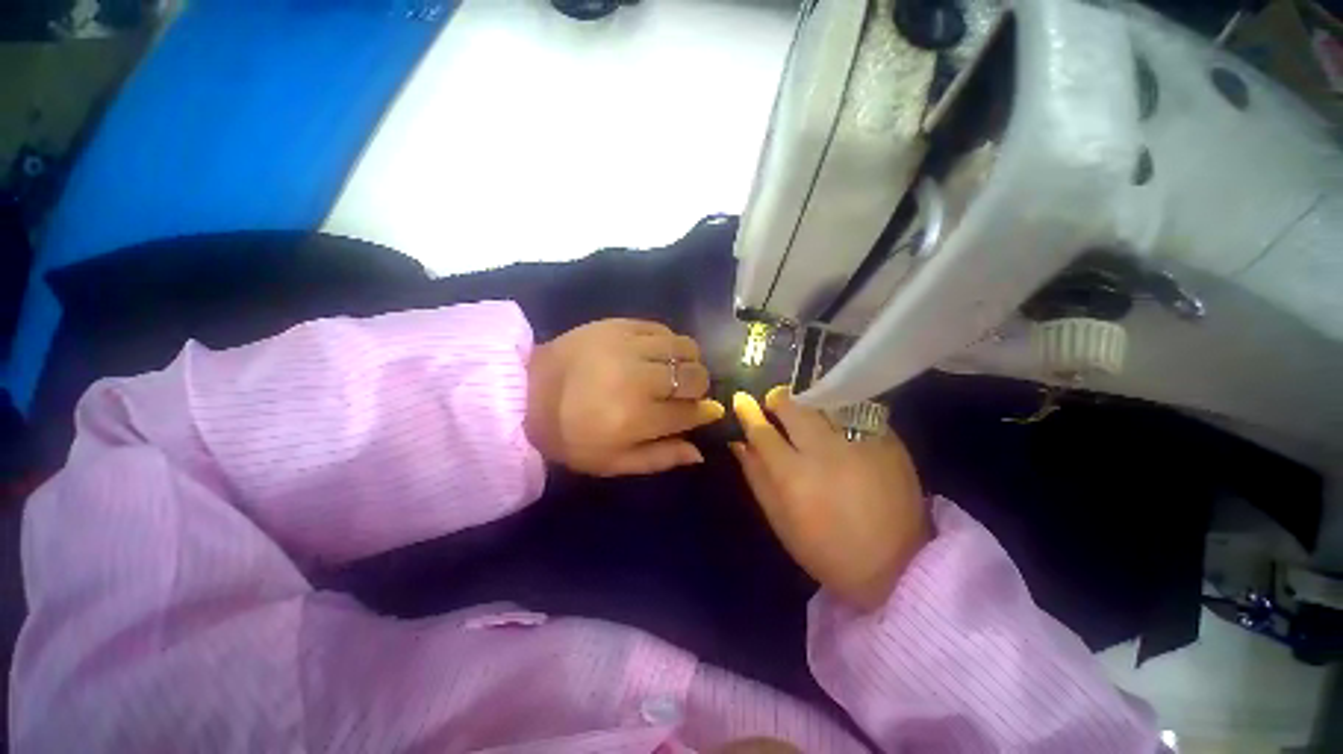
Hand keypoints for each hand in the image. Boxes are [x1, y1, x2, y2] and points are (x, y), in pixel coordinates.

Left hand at [526, 319, 724, 475]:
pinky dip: (669, 342)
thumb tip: (699, 452)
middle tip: (687, 392)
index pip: (690, 412)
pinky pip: (662, 328)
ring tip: (675, 370)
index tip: (703, 412)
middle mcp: (638, 379)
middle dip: (699, 387)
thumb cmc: (570, 436)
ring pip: (685, 347)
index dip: (702, 413)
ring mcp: (628, 346)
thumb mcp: (613, 463)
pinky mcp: (618, 325)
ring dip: (689, 361)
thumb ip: (660, 458)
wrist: (526, 393)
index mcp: (636, 418)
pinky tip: (658, 353)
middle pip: (694, 376)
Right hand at [730, 387, 928, 609]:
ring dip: (809, 403)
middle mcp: (825, 451)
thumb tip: (738, 443)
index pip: (762, 431)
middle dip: (780, 401)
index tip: (742, 400)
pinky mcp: (889, 441)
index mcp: (793, 476)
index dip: (749, 412)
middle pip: (794, 407)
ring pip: (825, 403)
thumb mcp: (781, 520)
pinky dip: (839, 411)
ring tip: (807, 411)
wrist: (897, 566)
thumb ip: (757, 477)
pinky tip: (838, 424)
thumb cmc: (826, 549)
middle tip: (777, 404)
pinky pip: (855, 411)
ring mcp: (860, 443)